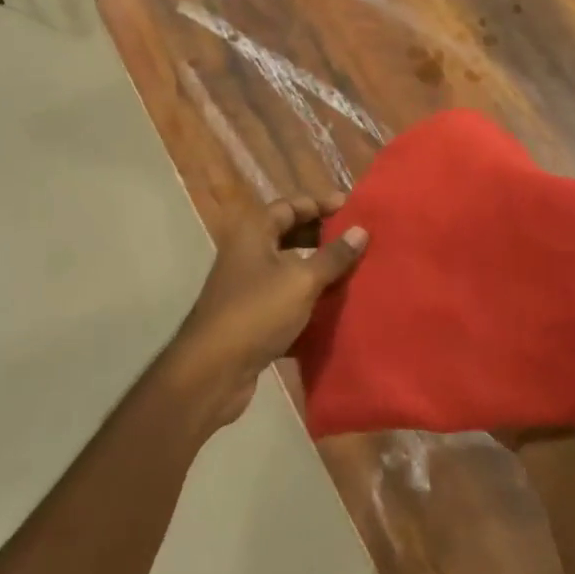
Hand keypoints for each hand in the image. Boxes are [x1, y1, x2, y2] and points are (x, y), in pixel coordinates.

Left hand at [170, 195, 368, 428]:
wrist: (214, 369)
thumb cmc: (257, 312)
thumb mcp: (302, 281)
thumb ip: (333, 256)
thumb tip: (360, 230)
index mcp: (253, 233)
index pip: (289, 206)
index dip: (320, 204)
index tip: (352, 209)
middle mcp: (246, 254)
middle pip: (287, 235)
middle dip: (321, 236)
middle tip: (355, 241)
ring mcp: (246, 287)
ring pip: (287, 269)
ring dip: (316, 269)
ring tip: (351, 272)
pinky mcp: (250, 317)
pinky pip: (283, 299)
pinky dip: (306, 300)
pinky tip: (332, 308)